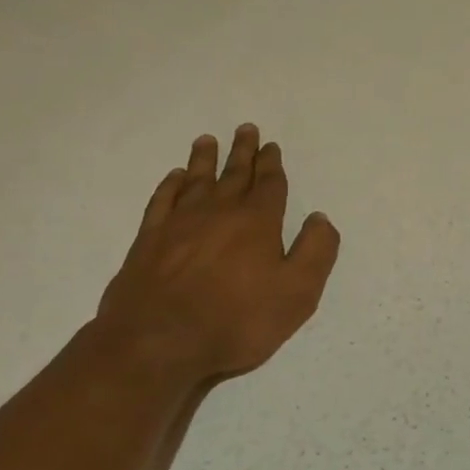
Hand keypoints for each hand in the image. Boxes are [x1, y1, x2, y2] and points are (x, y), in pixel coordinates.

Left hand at [95, 125, 340, 379]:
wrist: (158, 340)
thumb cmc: (236, 320)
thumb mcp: (297, 293)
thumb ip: (315, 252)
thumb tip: (320, 219)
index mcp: (257, 222)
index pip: (269, 184)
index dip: (271, 164)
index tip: (271, 146)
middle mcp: (219, 212)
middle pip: (234, 174)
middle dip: (243, 152)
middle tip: (245, 129)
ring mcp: (180, 223)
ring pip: (197, 180)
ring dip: (205, 160)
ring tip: (208, 140)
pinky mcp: (150, 239)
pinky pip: (163, 201)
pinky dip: (171, 185)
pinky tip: (175, 179)